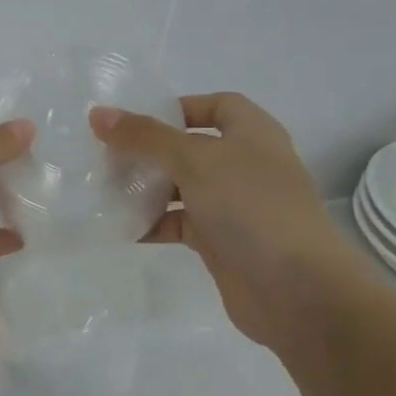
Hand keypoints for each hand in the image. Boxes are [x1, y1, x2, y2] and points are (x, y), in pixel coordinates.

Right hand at [90, 93, 366, 348]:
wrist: (297, 290)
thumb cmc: (251, 208)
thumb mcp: (194, 161)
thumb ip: (145, 137)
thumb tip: (98, 114)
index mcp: (252, 135)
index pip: (216, 106)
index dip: (178, 108)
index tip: (135, 122)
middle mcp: (245, 165)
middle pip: (189, 148)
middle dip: (149, 151)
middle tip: (106, 157)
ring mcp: (234, 206)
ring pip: (181, 188)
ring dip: (145, 189)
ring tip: (104, 190)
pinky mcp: (221, 242)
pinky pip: (179, 224)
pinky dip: (152, 224)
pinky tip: (121, 228)